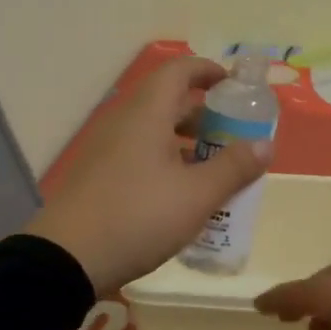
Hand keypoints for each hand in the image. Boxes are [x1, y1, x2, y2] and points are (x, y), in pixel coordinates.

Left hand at [23, 55, 270, 295]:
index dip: (210, 71)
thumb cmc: (138, 217)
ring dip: (187, 141)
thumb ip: (234, 168)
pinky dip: (166, 160)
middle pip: (168, 100)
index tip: (236, 87)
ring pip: (154, 129)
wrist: (65, 259)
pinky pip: (139, 152)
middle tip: (235, 135)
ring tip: (215, 168)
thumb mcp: (196, 196)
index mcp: (147, 113)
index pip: (180, 70)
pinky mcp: (98, 174)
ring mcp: (106, 148)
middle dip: (205, 113)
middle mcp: (124, 121)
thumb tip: (265, 144)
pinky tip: (182, 193)